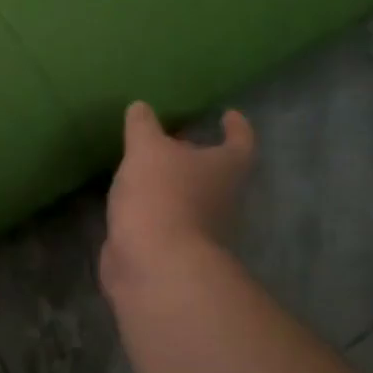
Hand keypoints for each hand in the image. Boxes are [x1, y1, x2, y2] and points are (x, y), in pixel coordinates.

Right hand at [101, 101, 254, 296]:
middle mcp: (222, 198)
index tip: (227, 115)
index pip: (241, 141)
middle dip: (197, 155)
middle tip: (173, 139)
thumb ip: (143, 126)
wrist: (154, 264)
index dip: (237, 127)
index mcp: (226, 168)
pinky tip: (132, 197)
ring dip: (174, 183)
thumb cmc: (161, 196)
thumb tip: (141, 108)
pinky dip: (154, 207)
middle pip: (216, 172)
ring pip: (191, 197)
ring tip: (148, 166)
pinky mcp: (175, 249)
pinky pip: (167, 219)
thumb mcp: (146, 149)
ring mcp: (201, 227)